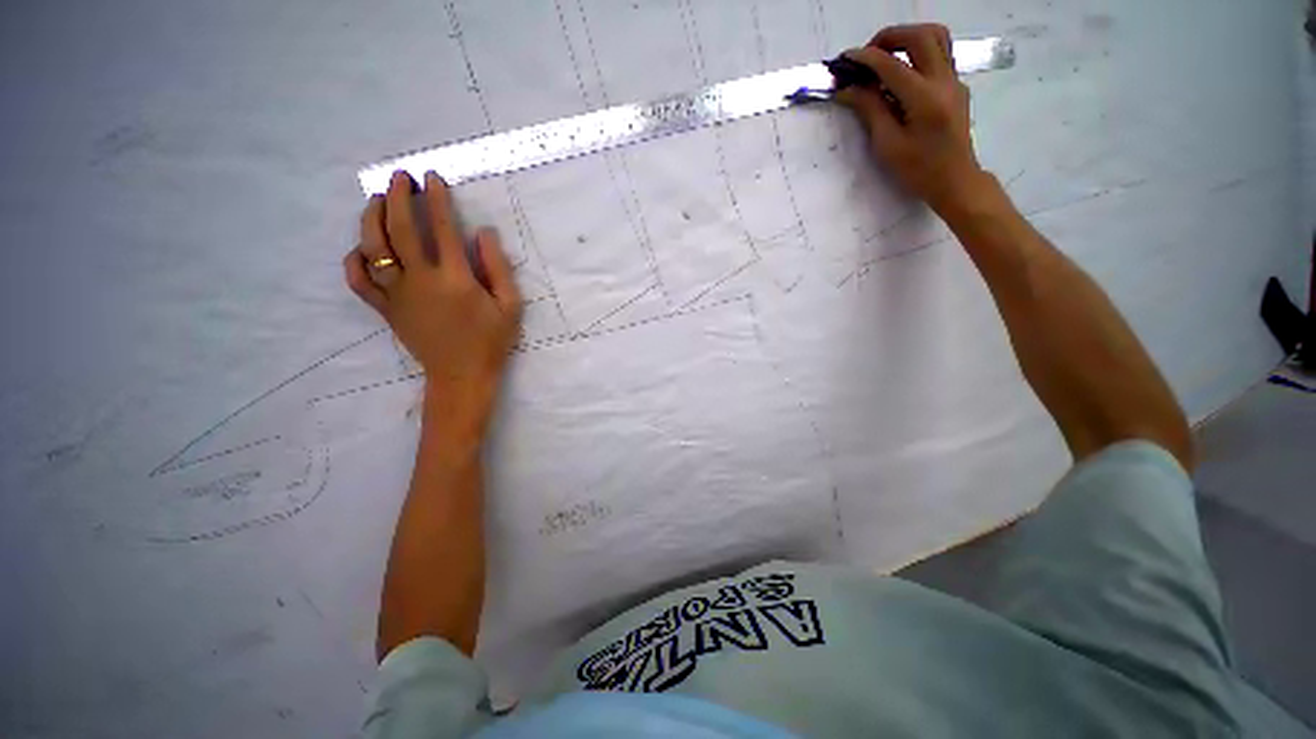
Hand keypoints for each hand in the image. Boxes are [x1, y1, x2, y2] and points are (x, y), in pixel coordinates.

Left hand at [344, 170, 521, 442]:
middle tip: (399, 177)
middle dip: (397, 197)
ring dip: (371, 218)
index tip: (431, 177)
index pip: (441, 228)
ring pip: (372, 248)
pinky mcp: (385, 309)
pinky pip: (359, 281)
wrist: (461, 376)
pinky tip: (362, 249)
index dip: (436, 199)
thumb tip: (483, 233)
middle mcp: (420, 280)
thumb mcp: (510, 306)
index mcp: (455, 279)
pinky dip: (355, 261)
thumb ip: (498, 268)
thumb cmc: (491, 341)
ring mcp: (397, 294)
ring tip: (377, 201)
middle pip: (399, 229)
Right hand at [836, 24, 991, 215]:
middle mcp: (944, 80)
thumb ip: (870, 110)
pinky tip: (901, 75)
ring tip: (885, 57)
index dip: (865, 58)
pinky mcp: (956, 85)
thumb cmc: (917, 170)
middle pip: (920, 36)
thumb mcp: (887, 145)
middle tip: (867, 55)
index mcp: (924, 98)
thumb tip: (848, 89)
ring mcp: (954, 80)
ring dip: (907, 38)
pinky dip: (917, 53)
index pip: (892, 65)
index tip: (844, 60)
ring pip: (936, 37)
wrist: (955, 180)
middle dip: (889, 37)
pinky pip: (939, 54)